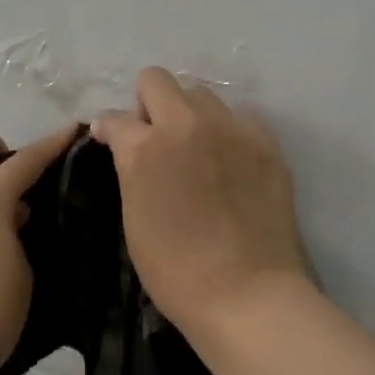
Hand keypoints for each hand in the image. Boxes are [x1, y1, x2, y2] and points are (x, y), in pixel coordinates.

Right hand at [93, 68, 309, 337]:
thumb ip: (130, 171)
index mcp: (144, 148)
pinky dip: (227, 130)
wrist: (247, 295)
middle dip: (146, 103)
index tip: (111, 143)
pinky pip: (239, 116)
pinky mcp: (265, 143)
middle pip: (156, 79)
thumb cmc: (176, 271)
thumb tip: (127, 147)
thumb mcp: (133, 218)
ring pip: (201, 92)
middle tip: (154, 138)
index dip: (109, 131)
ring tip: (195, 149)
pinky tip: (229, 161)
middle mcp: (186, 125)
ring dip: (188, 113)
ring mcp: (230, 129)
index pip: (113, 118)